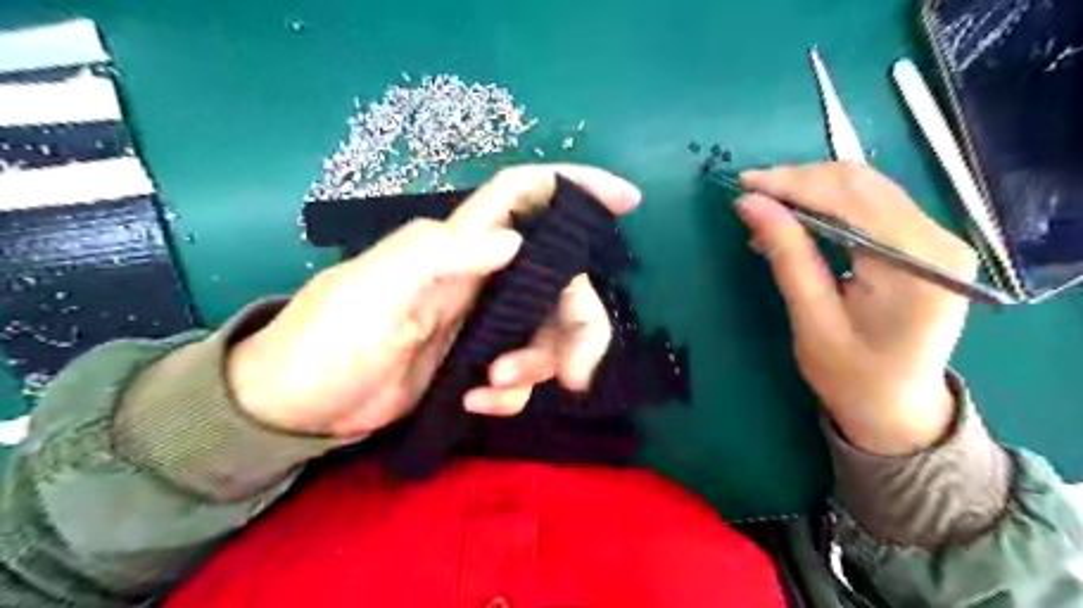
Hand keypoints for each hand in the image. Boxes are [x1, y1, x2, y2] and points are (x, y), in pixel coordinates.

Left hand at [226, 165, 637, 439]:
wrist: (298, 405)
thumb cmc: (326, 337)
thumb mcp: (373, 289)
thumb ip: (437, 258)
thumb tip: (513, 243)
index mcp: (458, 247)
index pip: (524, 197)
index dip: (575, 188)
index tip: (626, 201)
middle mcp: (481, 279)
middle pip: (560, 284)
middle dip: (577, 325)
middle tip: (574, 373)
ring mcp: (482, 325)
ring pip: (548, 333)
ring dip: (540, 365)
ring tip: (495, 386)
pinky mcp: (476, 364)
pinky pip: (519, 374)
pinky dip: (510, 393)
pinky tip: (475, 402)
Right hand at [737, 161, 973, 455]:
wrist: (897, 407)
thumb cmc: (851, 376)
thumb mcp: (811, 319)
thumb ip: (787, 255)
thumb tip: (750, 204)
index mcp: (917, 265)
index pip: (850, 199)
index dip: (793, 184)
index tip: (744, 185)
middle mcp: (938, 240)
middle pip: (861, 183)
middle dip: (799, 181)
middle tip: (750, 195)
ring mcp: (937, 238)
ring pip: (865, 187)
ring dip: (810, 190)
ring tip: (767, 208)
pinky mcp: (924, 242)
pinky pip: (870, 205)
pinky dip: (827, 204)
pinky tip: (797, 220)